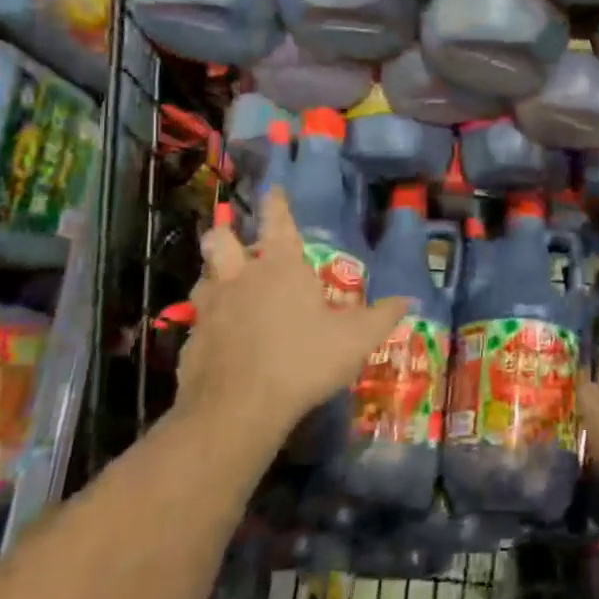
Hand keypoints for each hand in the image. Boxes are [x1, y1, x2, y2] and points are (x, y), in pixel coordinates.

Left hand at [176, 190, 410, 446]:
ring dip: (213, 275)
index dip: (276, 203)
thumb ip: (381, 317)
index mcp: (281, 267)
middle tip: (236, 241)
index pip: (278, 222)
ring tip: (226, 285)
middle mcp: (241, 278)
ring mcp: (210, 309)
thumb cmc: (303, 360)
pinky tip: (221, 337)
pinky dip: (208, 321)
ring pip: (203, 277)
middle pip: (221, 240)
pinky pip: (197, 319)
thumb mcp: (356, 340)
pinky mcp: (191, 340)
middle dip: (226, 234)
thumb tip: (407, 301)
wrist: (238, 409)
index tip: (272, 189)